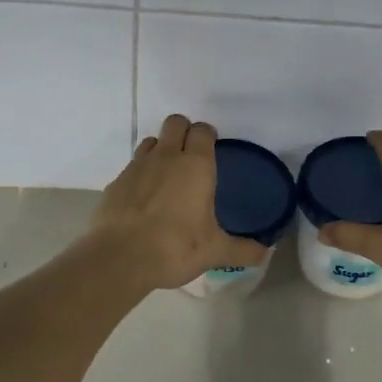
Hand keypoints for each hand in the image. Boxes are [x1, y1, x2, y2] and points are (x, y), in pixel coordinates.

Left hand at [87, 115, 268, 290]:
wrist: (119, 258)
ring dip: (161, 149)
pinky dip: (140, 174)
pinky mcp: (116, 182)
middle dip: (183, 131)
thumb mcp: (214, 251)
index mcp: (195, 165)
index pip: (202, 130)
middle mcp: (166, 157)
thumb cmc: (175, 248)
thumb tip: (265, 254)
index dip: (207, 135)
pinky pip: (132, 166)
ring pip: (151, 141)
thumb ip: (242, 249)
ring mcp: (137, 166)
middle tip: (190, 156)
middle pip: (175, 122)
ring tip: (167, 175)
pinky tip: (144, 199)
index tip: (212, 147)